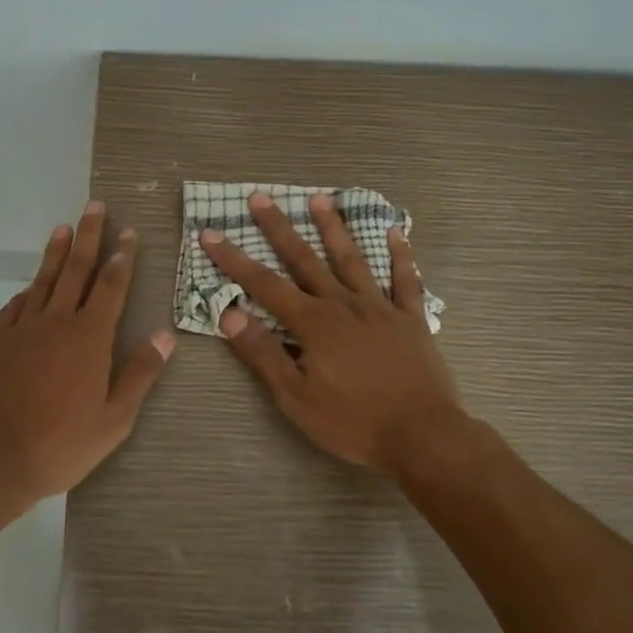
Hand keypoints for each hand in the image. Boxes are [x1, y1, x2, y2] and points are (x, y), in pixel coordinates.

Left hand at [0, 202, 173, 508]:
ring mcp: (21, 329)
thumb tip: (165, 335)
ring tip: (65, 226)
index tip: (128, 232)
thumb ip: (140, 374)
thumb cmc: (60, 445)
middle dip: (89, 235)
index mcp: (89, 338)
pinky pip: (16, 305)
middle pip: (76, 269)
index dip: (122, 257)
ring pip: (43, 280)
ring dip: (57, 251)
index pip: (111, 286)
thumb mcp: (114, 419)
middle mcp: (56, 322)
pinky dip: (28, 289)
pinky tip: (31, 284)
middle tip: (96, 206)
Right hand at [201, 190, 464, 478]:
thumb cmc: (352, 422)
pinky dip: (400, 255)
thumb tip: (230, 314)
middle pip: (305, 260)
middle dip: (280, 229)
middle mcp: (344, 305)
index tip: (211, 233)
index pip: (264, 285)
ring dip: (333, 228)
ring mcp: (380, 308)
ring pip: (352, 260)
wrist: (422, 435)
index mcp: (313, 323)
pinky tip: (396, 232)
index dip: (235, 260)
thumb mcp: (295, 396)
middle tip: (261, 198)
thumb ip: (263, 353)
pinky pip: (405, 281)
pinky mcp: (411, 319)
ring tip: (320, 199)